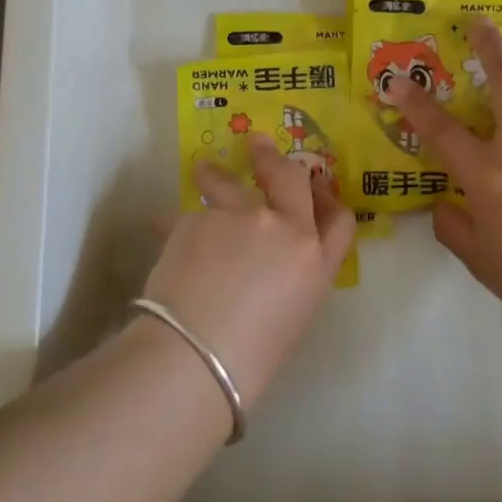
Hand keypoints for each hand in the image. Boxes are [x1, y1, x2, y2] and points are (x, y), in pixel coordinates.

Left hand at [140, 137, 355, 408]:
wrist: (198, 355)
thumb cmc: (252, 355)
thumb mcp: (293, 315)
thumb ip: (293, 275)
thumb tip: (274, 259)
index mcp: (316, 259)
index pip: (339, 218)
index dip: (329, 198)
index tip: (314, 188)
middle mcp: (284, 226)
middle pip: (289, 176)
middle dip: (273, 157)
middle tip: (258, 145)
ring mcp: (240, 216)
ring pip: (227, 181)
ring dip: (215, 173)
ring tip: (203, 170)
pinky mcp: (198, 217)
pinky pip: (188, 214)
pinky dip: (178, 222)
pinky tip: (162, 229)